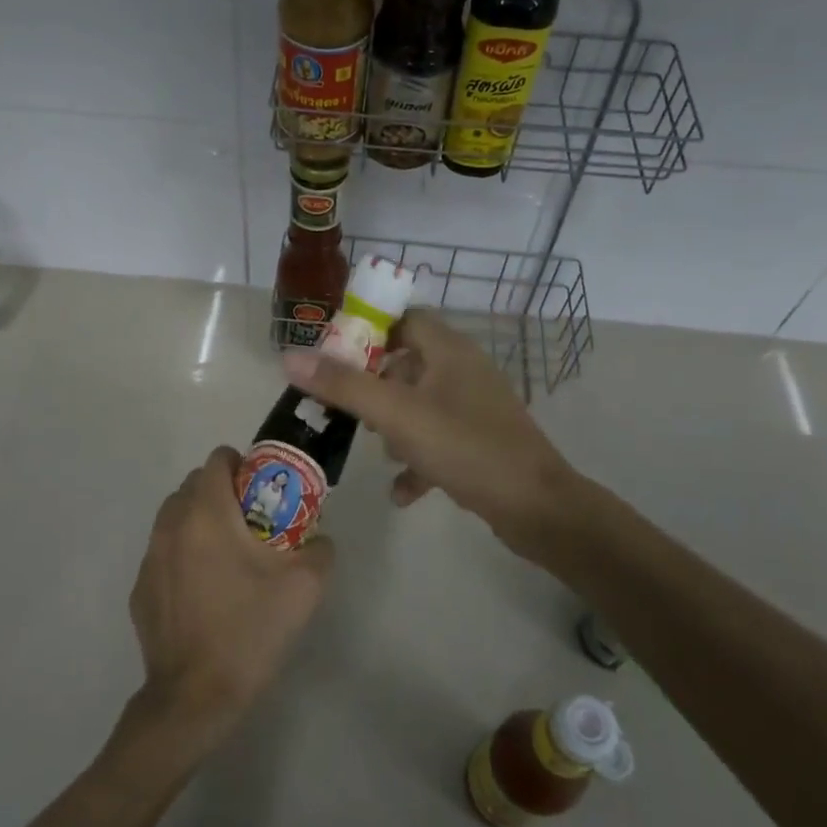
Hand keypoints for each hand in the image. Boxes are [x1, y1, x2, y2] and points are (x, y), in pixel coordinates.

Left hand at [127, 447, 333, 751]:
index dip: (242, 465)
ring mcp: (150, 558)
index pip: (217, 460)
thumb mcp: (305, 588)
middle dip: (221, 492)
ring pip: (174, 517)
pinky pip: (163, 552)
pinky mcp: (140, 589)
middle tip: (251, 522)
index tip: (262, 489)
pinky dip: (182, 554)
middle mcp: (171, 526)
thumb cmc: (250, 631)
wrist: (196, 697)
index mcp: (207, 514)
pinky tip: (204, 590)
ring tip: (226, 555)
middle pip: (193, 485)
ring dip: (199, 520)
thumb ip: (319, 549)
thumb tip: (317, 538)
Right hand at [282, 309, 578, 561]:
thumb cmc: (465, 448)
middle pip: (407, 363)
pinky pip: (438, 440)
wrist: (537, 508)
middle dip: (374, 386)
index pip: (403, 318)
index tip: (334, 356)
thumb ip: (343, 386)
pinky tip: (402, 491)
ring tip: (377, 449)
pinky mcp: (481, 442)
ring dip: (394, 425)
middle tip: (348, 409)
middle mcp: (464, 371)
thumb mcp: (397, 415)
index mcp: (449, 350)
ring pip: (420, 403)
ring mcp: (475, 408)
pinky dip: (417, 460)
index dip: (368, 331)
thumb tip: (289, 357)